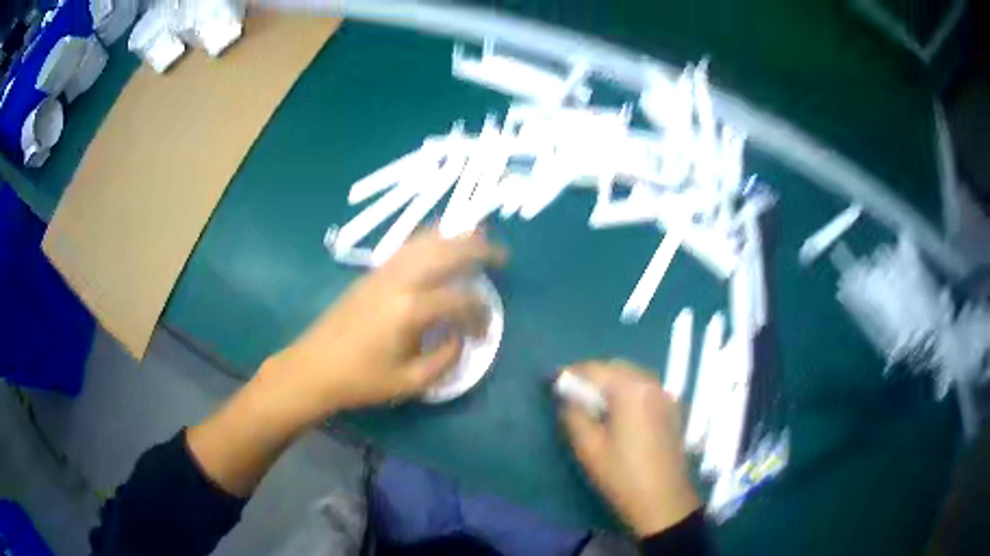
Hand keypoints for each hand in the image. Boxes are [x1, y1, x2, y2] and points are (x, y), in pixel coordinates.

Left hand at [260, 228, 506, 420]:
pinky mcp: (371, 273)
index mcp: (410, 310)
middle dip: (478, 250)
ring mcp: (383, 272)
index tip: (485, 332)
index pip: (459, 300)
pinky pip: (407, 246)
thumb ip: (445, 359)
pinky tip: (439, 243)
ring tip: (477, 235)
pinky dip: (429, 239)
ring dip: (455, 236)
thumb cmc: (361, 380)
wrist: (314, 367)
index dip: (480, 315)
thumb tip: (460, 338)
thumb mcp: (409, 382)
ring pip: (425, 241)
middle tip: (502, 255)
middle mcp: (399, 281)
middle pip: (446, 252)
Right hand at [560, 360, 699, 536]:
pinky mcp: (672, 409)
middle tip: (570, 391)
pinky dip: (626, 391)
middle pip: (616, 368)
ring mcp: (665, 395)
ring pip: (632, 376)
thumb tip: (566, 395)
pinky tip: (616, 410)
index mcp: (631, 389)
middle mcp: (651, 384)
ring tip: (591, 400)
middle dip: (591, 375)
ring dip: (610, 382)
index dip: (570, 373)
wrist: (662, 500)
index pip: (595, 369)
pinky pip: (645, 388)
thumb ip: (573, 413)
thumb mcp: (588, 446)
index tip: (551, 380)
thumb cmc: (621, 474)